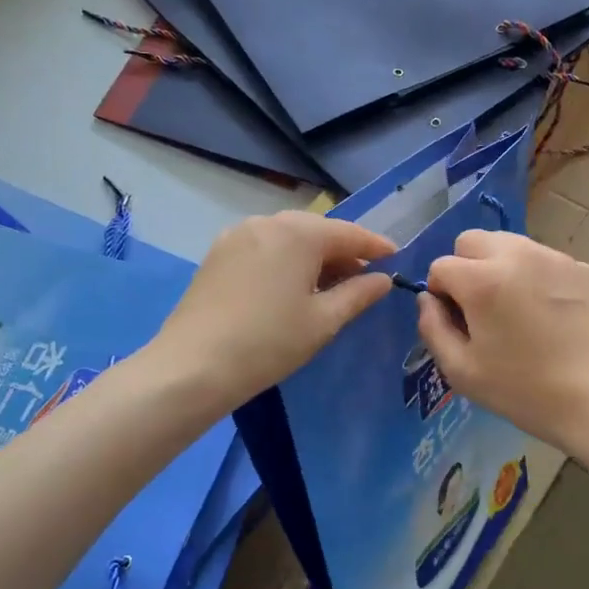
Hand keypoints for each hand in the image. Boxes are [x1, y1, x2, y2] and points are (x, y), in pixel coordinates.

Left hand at [150, 211, 395, 407]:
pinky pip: (264, 247)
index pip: (349, 233)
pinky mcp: (218, 253)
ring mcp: (237, 235)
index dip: (375, 246)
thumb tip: (383, 279)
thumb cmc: (269, 342)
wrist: (193, 366)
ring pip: (288, 237)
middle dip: (343, 250)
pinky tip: (292, 285)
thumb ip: (358, 294)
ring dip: (313, 255)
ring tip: (330, 284)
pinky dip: (286, 259)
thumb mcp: (323, 321)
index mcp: (298, 233)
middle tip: (364, 276)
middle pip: (317, 230)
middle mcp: (267, 222)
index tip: (396, 257)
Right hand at [416, 229, 588, 453]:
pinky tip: (550, 316)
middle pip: (472, 241)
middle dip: (466, 268)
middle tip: (482, 310)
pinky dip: (535, 277)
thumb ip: (432, 327)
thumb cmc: (525, 391)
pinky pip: (543, 260)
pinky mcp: (584, 268)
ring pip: (510, 245)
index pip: (441, 266)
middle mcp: (517, 255)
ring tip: (516, 311)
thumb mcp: (462, 371)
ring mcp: (555, 258)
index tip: (458, 323)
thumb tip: (428, 299)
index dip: (441, 295)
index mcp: (483, 279)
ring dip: (500, 268)